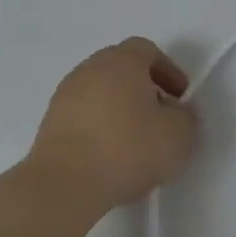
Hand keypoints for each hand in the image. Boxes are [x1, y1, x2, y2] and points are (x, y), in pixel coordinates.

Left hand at [27, 38, 197, 209]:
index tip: (180, 97)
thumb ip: (186, 116)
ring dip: (120, 109)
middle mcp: (89, 70)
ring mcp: (64, 97)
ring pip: (100, 92)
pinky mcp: (49, 126)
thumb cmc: (129, 150)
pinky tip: (111, 156)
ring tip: (136, 141)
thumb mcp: (180, 135)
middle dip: (143, 88)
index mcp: (121, 62)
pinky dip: (100, 128)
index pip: (146, 50)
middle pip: (120, 69)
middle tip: (160, 115)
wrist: (65, 186)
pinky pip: (83, 116)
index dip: (168, 70)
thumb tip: (176, 112)